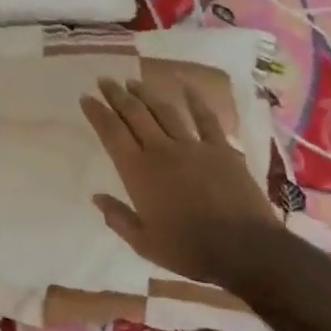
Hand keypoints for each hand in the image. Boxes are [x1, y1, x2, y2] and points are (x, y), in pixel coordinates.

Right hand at [79, 78, 286, 289]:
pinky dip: (195, 100)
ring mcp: (193, 146)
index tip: (85, 97)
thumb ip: (118, 218)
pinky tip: (185, 86)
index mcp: (138, 172)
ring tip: (133, 82)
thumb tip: (97, 197)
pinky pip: (205, 119)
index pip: (111, 133)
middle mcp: (161, 151)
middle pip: (134, 114)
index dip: (97, 112)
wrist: (244, 249)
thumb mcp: (144, 243)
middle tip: (104, 80)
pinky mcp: (221, 149)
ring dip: (146, 94)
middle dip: (117, 95)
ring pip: (164, 111)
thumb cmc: (189, 250)